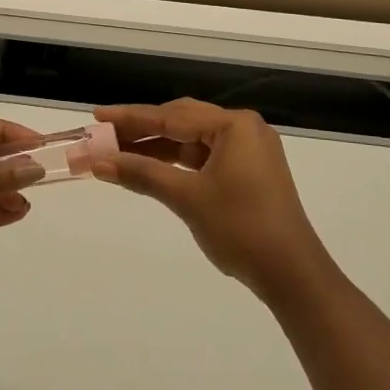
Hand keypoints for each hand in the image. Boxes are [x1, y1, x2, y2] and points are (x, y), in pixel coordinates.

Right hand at [92, 99, 331, 297]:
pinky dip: (177, 163)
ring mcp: (248, 150)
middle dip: (142, 131)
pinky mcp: (249, 172)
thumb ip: (142, 174)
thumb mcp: (187, 198)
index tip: (97, 116)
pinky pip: (204, 157)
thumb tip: (99, 163)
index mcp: (234, 125)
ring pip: (192, 141)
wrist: (291, 274)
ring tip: (118, 154)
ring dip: (157, 148)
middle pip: (182, 122)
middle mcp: (243, 129)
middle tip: (103, 136)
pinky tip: (150, 169)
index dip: (131, 117)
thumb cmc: (240, 227)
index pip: (172, 115)